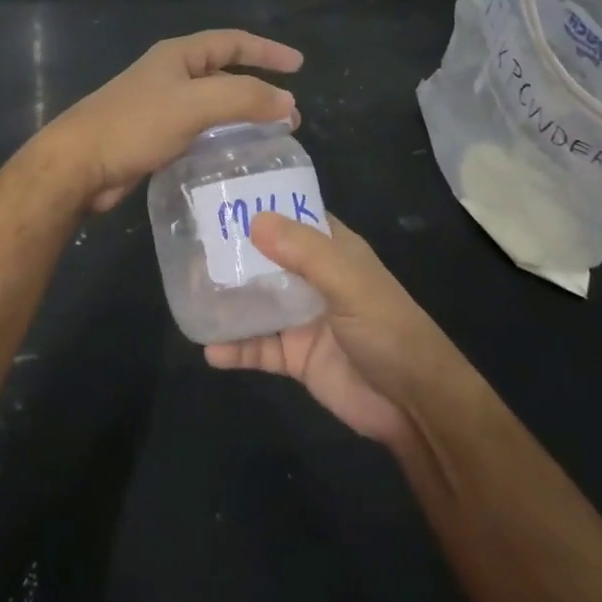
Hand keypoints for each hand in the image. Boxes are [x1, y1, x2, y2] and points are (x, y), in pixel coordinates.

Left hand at [46, 29, 302, 212]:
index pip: (232, 42)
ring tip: (271, 137)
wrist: (79, 164)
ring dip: (242, 117)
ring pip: (213, 106)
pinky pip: (199, 131)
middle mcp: (170, 76)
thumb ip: (243, 98)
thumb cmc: (135, 124)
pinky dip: (222, 138)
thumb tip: (288, 102)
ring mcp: (161, 107)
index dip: (266, 51)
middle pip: (225, 74)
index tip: (298, 66)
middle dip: (259, 89)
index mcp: (178, 56)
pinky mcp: (154, 137)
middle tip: (289, 114)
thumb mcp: (194, 104)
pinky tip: (234, 156)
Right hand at [205, 214, 458, 447]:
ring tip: (187, 293)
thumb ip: (305, 253)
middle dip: (231, 253)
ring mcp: (302, 318)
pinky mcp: (295, 357)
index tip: (217, 195)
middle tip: (188, 246)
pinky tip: (208, 349)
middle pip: (266, 258)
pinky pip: (257, 348)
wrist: (414, 405)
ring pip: (256, 302)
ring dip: (226, 300)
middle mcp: (313, 278)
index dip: (259, 205)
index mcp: (333, 251)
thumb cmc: (388, 330)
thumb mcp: (350, 283)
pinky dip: (234, 348)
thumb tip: (253, 220)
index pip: (291, 217)